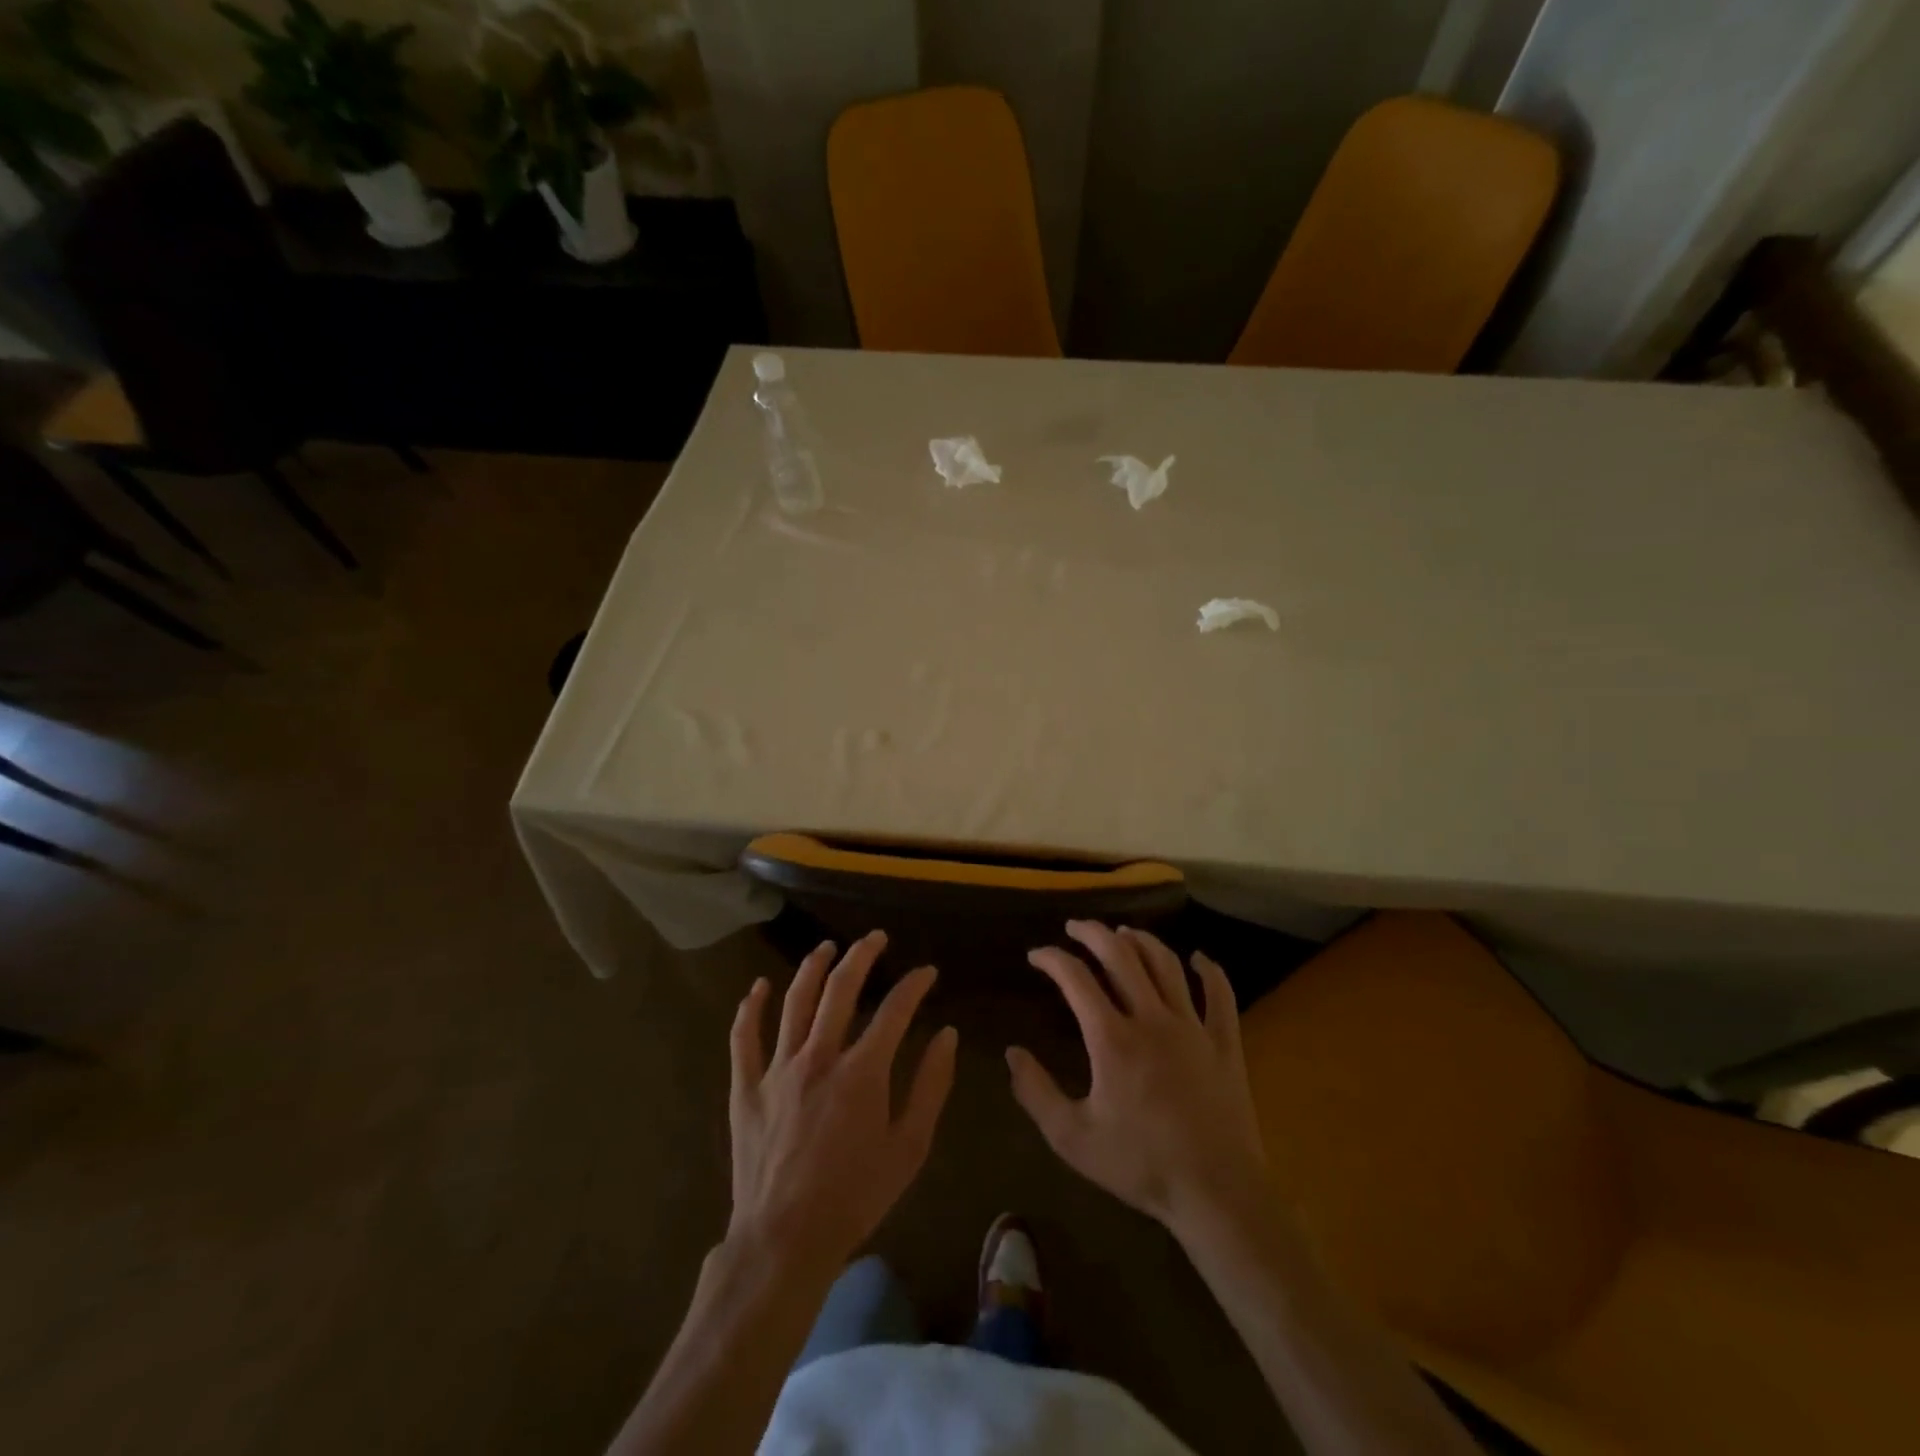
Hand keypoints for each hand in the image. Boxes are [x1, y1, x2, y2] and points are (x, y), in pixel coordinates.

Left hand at [728, 931, 958, 1278]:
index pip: (894, 1010)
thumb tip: (945, 1035)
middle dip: (862, 956)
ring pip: (794, 1002)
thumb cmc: (855, 1197)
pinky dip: (750, 1008)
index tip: (927, 972)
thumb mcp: (909, 1148)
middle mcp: (818, 1057)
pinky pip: (744, 1038)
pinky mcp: (746, 1088)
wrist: (785, 1241)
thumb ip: (931, 1086)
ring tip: (826, 947)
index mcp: (861, 1072)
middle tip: (875, 939)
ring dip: (812, 968)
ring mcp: (777, 1069)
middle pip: (840, 990)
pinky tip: (758, 987)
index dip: (915, 985)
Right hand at [1008, 921, 1270, 1238]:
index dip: (1052, 959)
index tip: (1037, 955)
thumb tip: (1011, 1052)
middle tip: (1075, 927)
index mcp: (1113, 1039)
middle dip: (1093, 934)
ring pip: (1166, 965)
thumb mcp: (1073, 1138)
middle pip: (1121, 955)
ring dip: (1141, 941)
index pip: (1076, 979)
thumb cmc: (1141, 1166)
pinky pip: (1220, 996)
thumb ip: (1036, 1092)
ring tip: (1123, 932)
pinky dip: (1209, 971)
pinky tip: (1198, 959)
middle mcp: (1152, 1019)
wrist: (1216, 1194)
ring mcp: (1193, 1028)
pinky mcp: (1225, 1044)